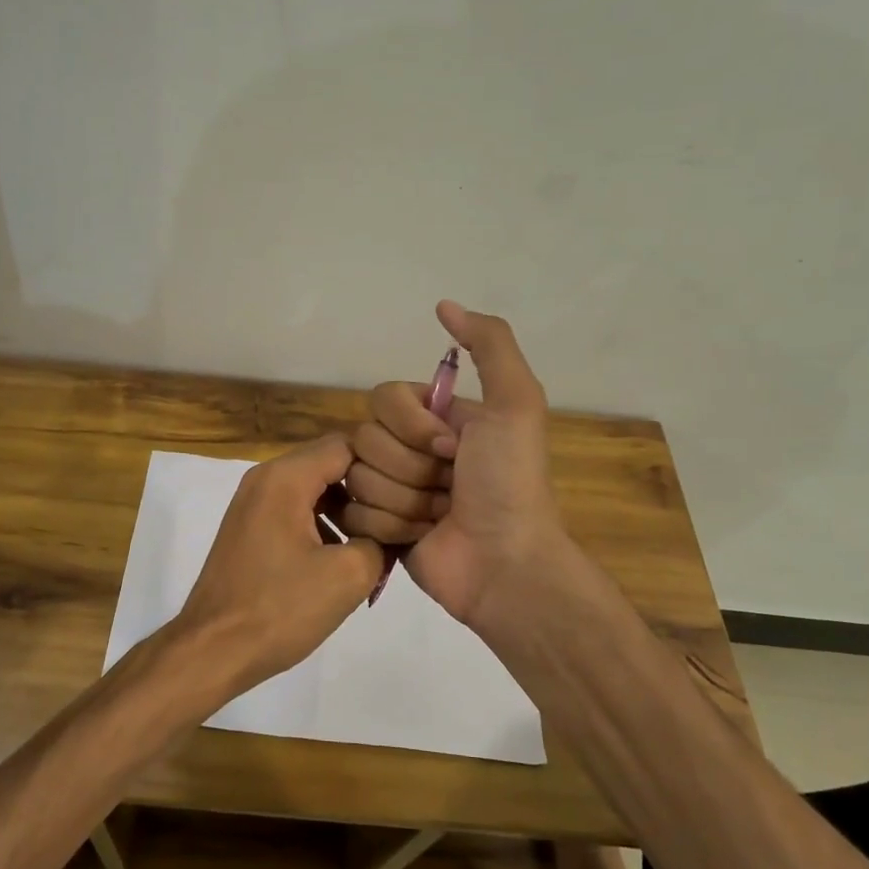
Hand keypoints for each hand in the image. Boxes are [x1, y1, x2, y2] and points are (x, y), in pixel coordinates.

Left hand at [168, 432, 384, 696]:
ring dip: (346, 507)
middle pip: (329, 462)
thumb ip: (380, 539)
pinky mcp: (250, 527)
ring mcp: (253, 502)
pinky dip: (322, 522)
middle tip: (399, 516)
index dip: (385, 465)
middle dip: (367, 486)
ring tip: (376, 539)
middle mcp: (265, 478)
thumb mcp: (348, 575)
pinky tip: (343, 555)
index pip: (348, 445)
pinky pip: (295, 508)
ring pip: (313, 486)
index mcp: (285, 477)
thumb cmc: (280, 608)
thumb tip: (387, 531)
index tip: (411, 492)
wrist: (213, 649)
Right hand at [343, 301, 573, 635]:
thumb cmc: (510, 483)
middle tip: (449, 488)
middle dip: (410, 468)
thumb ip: (490, 345)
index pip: (383, 398)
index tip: (451, 448)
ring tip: (439, 517)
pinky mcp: (378, 527)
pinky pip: (352, 512)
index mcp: (436, 418)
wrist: (505, 564)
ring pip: (356, 477)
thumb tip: (443, 304)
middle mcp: (410, 449)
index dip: (411, 425)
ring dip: (404, 501)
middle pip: (364, 439)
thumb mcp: (516, 404)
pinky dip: (390, 527)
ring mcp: (392, 490)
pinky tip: (420, 537)